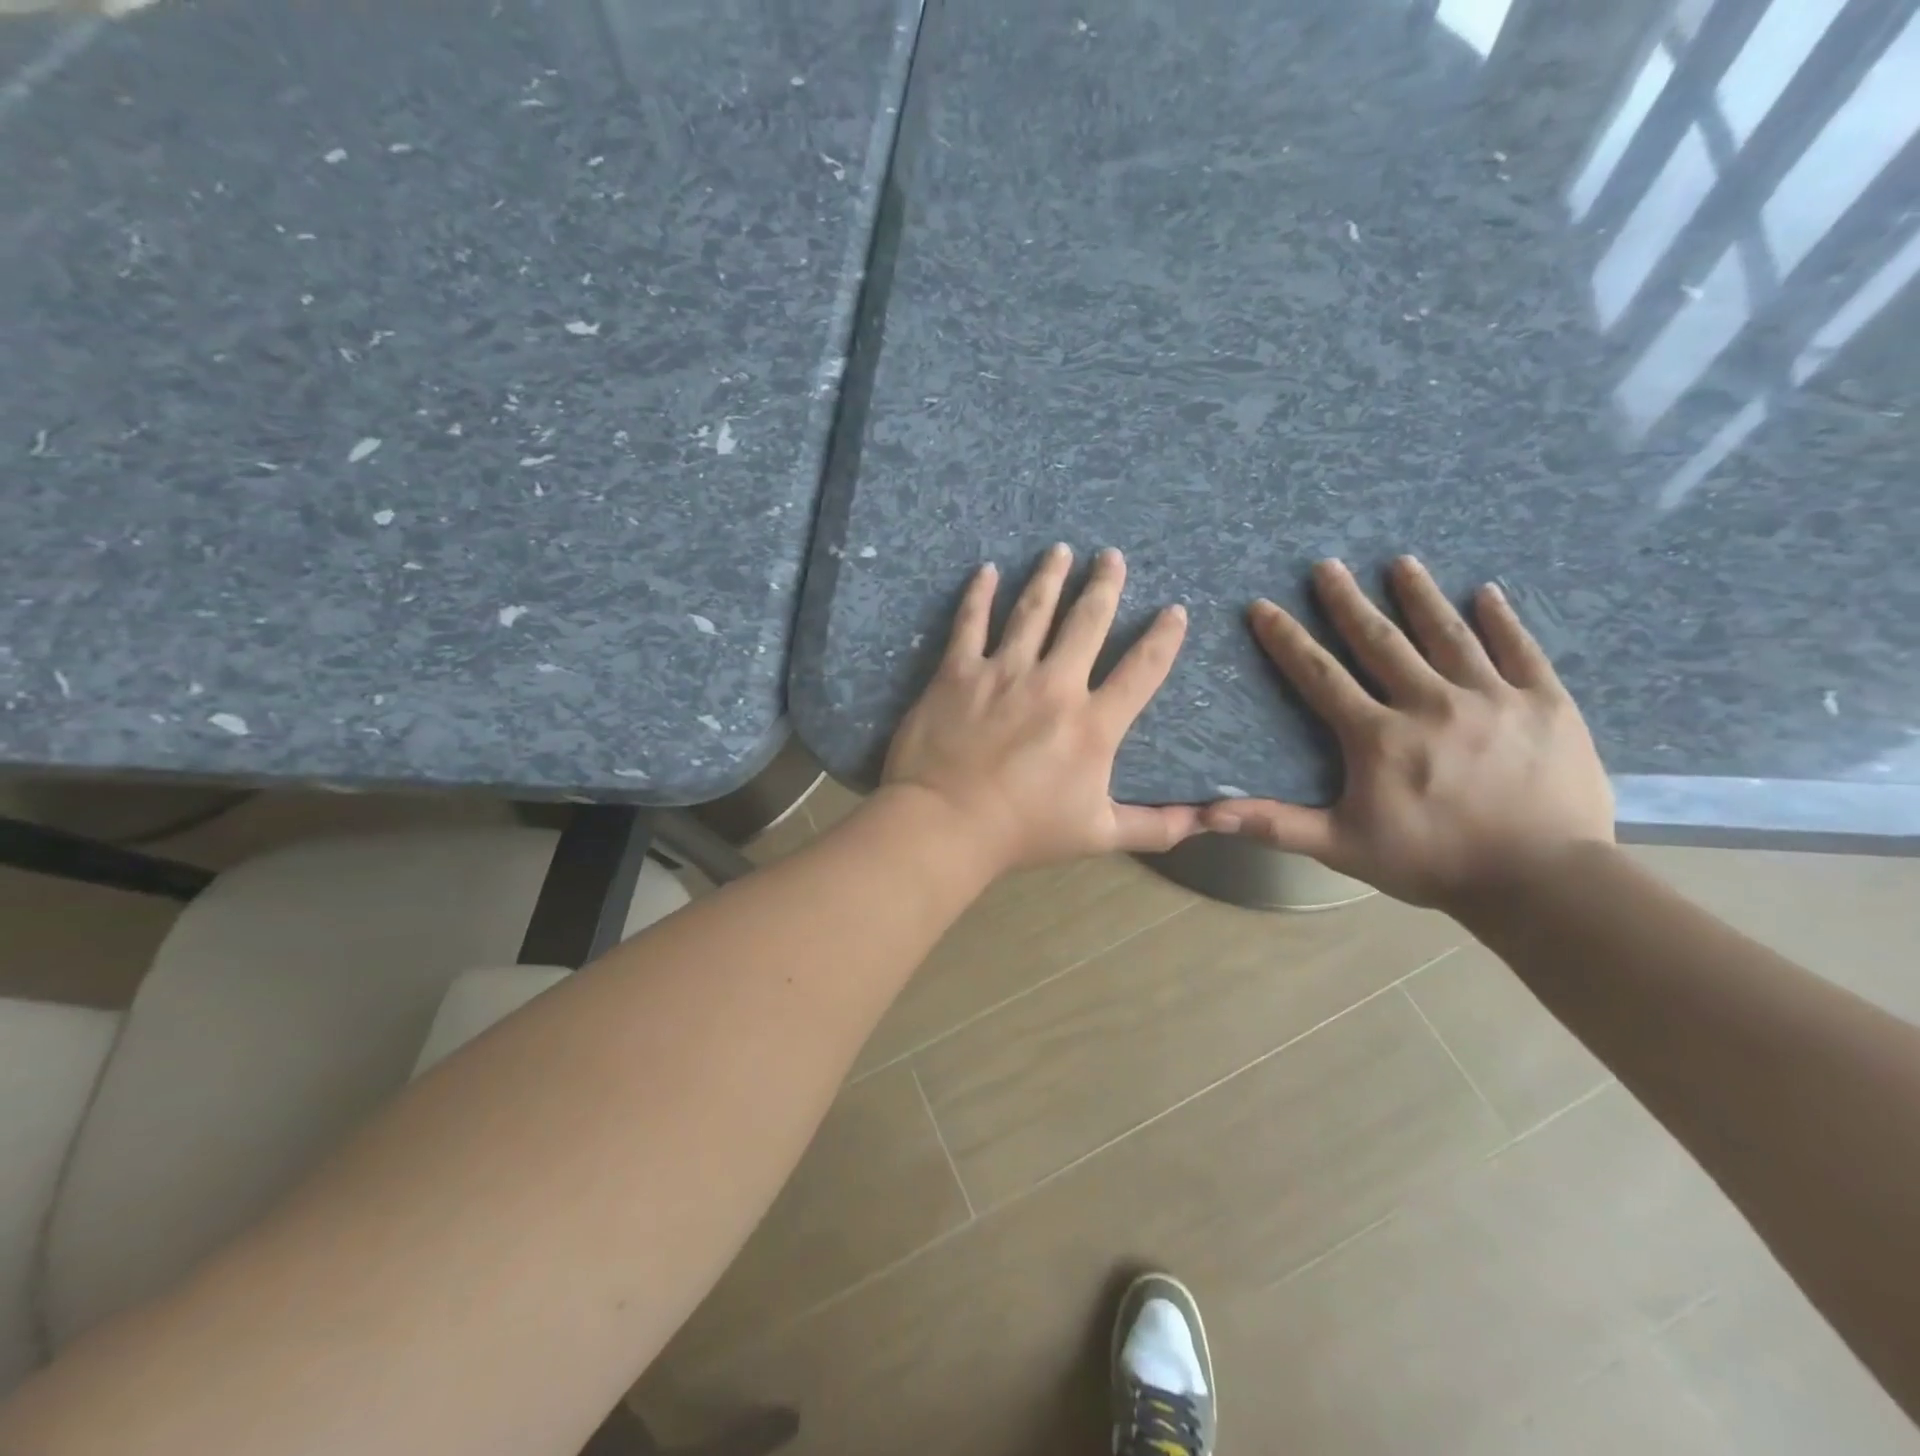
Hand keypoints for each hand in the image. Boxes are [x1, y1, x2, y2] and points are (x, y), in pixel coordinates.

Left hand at [883, 545, 1201, 871]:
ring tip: (1061, 550)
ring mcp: (1004, 672)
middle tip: (1112, 556)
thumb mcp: (1098, 835)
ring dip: (1050, 576)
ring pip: (1033, 610)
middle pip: (1087, 622)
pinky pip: (970, 622)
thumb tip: (1207, 822)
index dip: (1164, 637)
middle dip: (1104, 585)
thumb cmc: (1023, 832)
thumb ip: (1154, 827)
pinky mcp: (958, 671)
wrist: (946, 824)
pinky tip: (987, 570)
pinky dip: (979, 594)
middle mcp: (1055, 684)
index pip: (1142, 669)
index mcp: (1093, 724)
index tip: (1175, 610)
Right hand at [1205, 556, 1613, 910]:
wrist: (1543, 882)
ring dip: (1420, 596)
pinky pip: (1521, 651)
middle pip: (1381, 641)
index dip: (1287, 639)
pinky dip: (1502, 621)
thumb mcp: (1341, 847)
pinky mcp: (1545, 704)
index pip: (1320, 675)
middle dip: (1348, 601)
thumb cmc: (1431, 863)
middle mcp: (1430, 703)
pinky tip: (1487, 593)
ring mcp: (1492, 698)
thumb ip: (1276, 824)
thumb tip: (1209, 814)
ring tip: (1401, 562)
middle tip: (1327, 565)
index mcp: (1378, 736)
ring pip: (1448, 634)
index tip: (1263, 606)